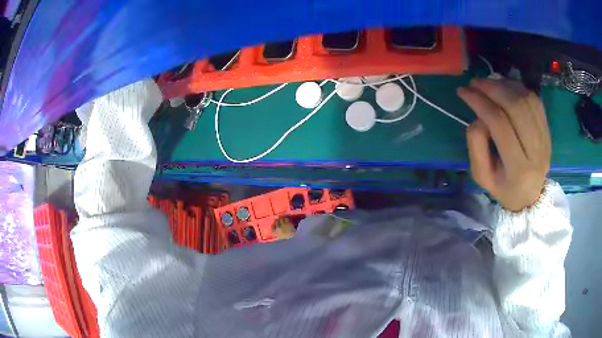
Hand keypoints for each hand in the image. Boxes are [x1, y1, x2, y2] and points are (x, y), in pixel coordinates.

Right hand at [457, 79, 550, 211]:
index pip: (500, 123)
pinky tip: (505, 88)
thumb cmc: (503, 187)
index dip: (479, 102)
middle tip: (475, 82)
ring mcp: (545, 138)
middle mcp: (536, 151)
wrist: (529, 195)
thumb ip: (476, 146)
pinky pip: (534, 100)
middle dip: (492, 88)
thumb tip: (479, 116)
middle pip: (516, 106)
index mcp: (518, 168)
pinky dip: (518, 88)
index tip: (463, 91)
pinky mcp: (547, 130)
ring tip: (488, 83)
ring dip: (504, 85)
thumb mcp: (482, 176)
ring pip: (526, 99)